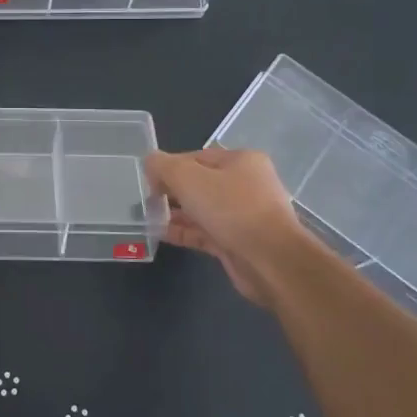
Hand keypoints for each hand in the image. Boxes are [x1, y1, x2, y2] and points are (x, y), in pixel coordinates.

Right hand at [145, 149, 318, 306]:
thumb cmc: (231, 209)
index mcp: (241, 161)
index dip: (170, 166)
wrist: (270, 260)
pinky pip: (205, 232)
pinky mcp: (237, 242)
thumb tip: (150, 162)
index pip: (196, 157)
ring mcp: (243, 215)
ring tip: (147, 217)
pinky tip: (160, 233)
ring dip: (175, 213)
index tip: (148, 181)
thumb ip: (164, 166)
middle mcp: (245, 185)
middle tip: (146, 200)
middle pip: (199, 183)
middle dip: (172, 191)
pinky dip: (184, 231)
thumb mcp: (189, 178)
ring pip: (202, 209)